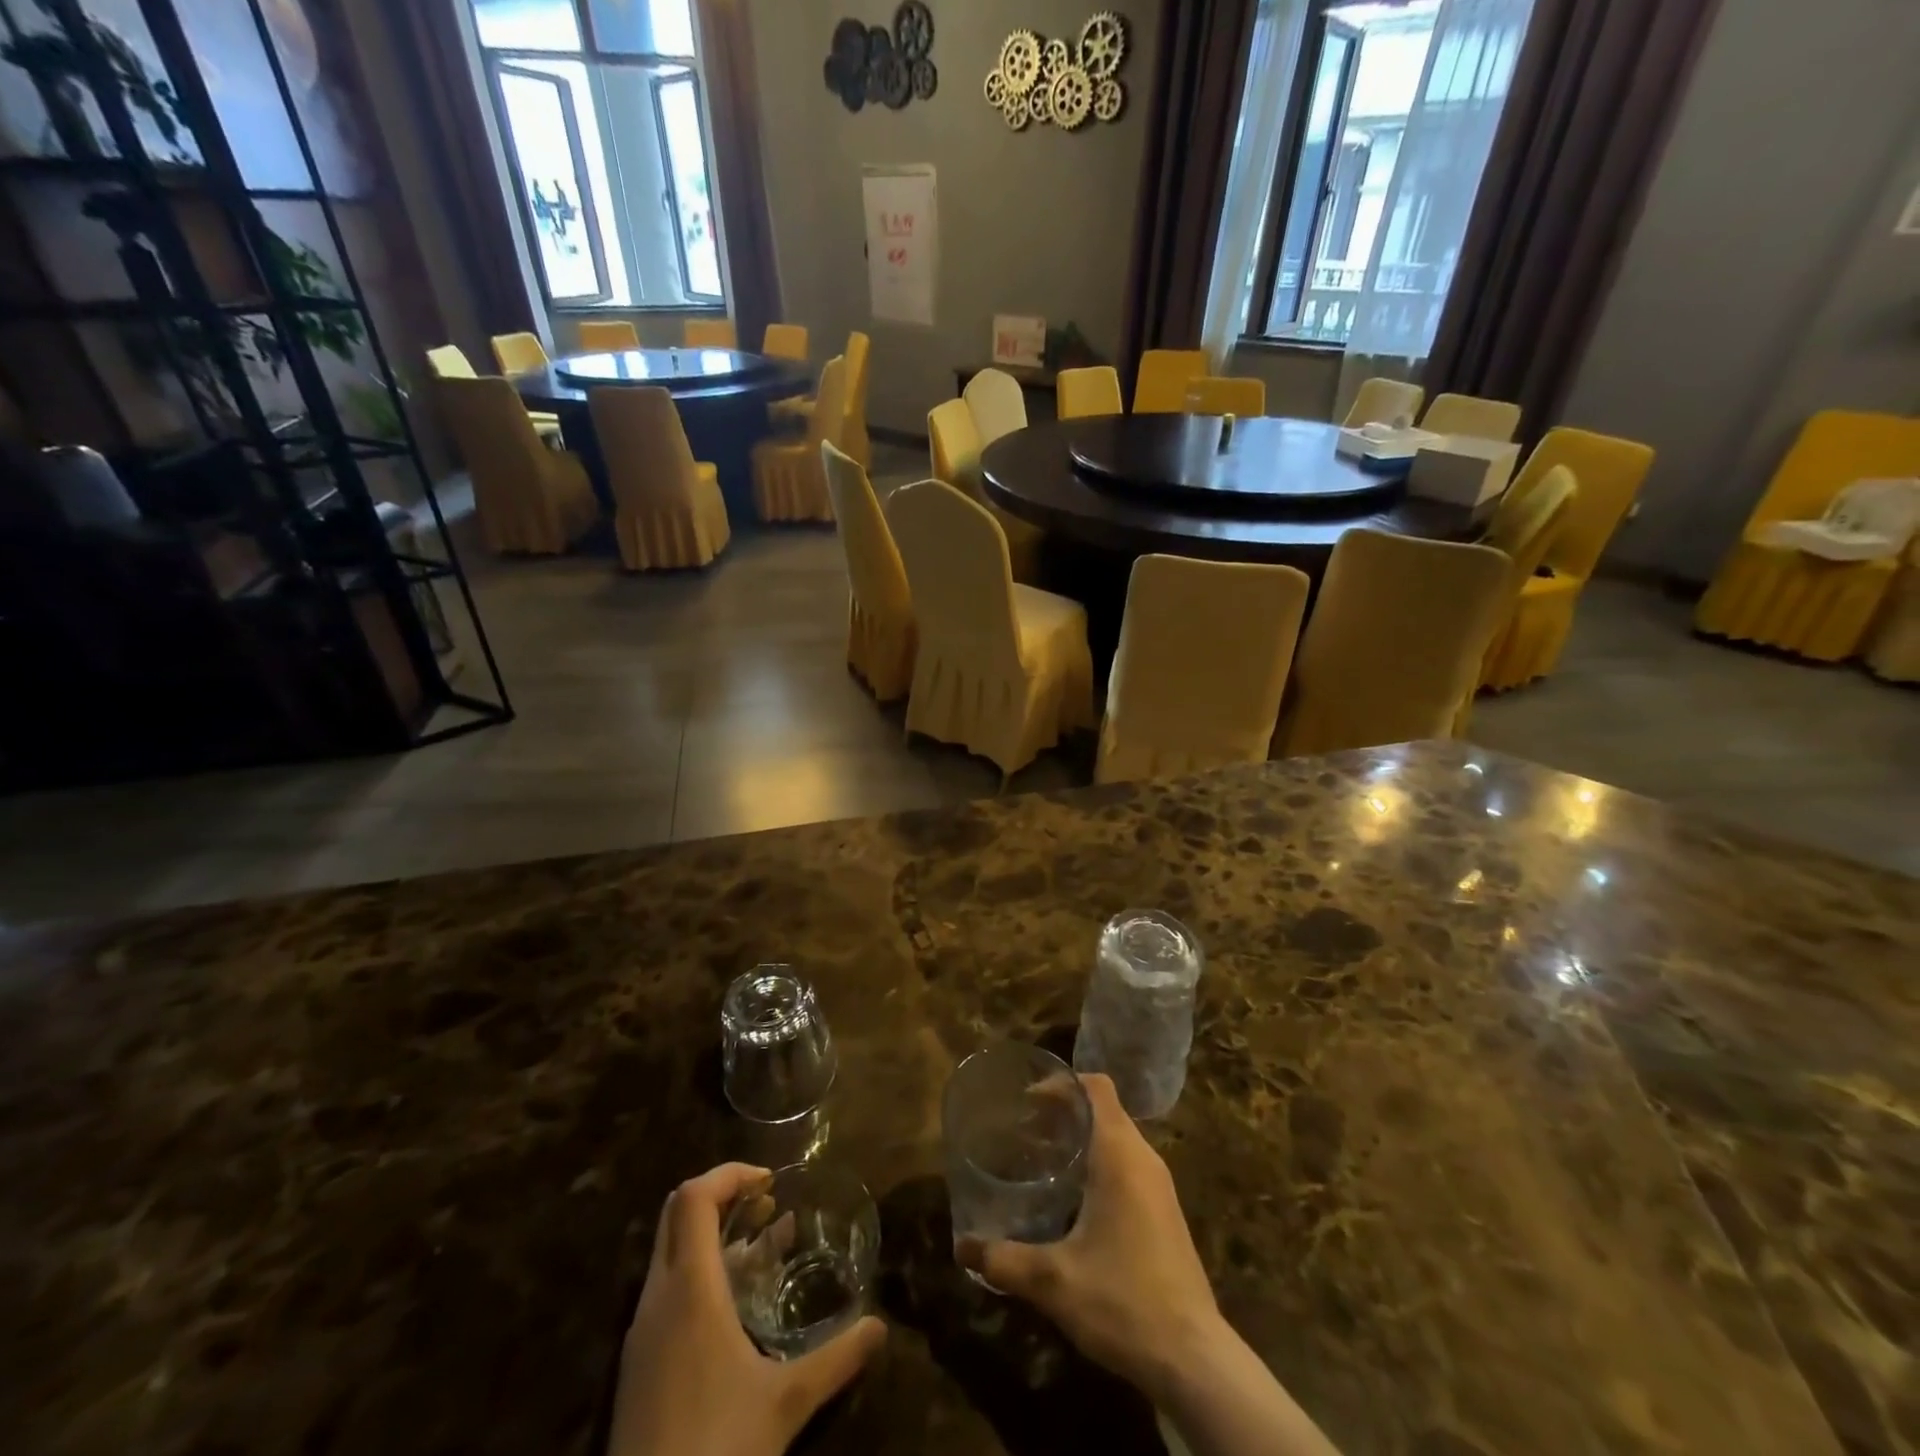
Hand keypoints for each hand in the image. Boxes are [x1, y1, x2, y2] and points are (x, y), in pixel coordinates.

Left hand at [609, 1164, 886, 1455]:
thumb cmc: (716, 1449)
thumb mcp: (785, 1403)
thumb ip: (836, 1359)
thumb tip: (881, 1327)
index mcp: (689, 1289)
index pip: (694, 1197)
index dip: (729, 1173)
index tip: (769, 1182)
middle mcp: (658, 1296)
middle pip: (676, 1212)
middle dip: (722, 1195)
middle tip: (765, 1206)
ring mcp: (641, 1330)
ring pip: (670, 1250)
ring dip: (712, 1234)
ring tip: (761, 1246)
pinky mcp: (637, 1361)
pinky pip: (666, 1287)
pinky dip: (699, 1270)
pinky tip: (735, 1305)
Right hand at [955, 1074, 1226, 1399]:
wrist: (1194, 1359)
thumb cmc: (1123, 1302)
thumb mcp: (1053, 1282)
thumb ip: (1004, 1260)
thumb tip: (961, 1247)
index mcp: (1119, 1155)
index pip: (1096, 1087)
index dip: (1061, 1083)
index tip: (1026, 1099)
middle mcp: (1144, 1158)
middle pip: (1103, 1108)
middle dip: (1064, 1111)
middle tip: (1024, 1129)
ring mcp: (1159, 1186)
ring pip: (1117, 1137)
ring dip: (1082, 1137)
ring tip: (1042, 1157)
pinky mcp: (1165, 1211)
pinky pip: (1128, 1164)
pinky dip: (1099, 1161)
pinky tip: (1074, 1197)